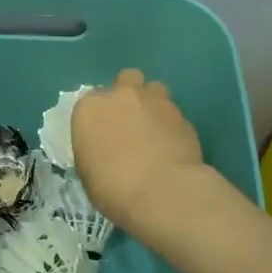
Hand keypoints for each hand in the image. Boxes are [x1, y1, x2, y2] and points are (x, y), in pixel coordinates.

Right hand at [71, 69, 206, 235]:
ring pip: (155, 90)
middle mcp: (123, 95)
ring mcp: (157, 102)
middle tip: (128, 122)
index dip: (97, 116)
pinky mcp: (183, 116)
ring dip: (152, 104)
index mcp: (90, 108)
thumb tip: (105, 150)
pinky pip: (174, 114)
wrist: (162, 192)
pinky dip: (171, 126)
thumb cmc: (112, 187)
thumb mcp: (87, 172)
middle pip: (126, 80)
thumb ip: (94, 149)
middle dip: (128, 95)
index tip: (101, 134)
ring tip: (153, 131)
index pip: (90, 101)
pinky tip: (171, 147)